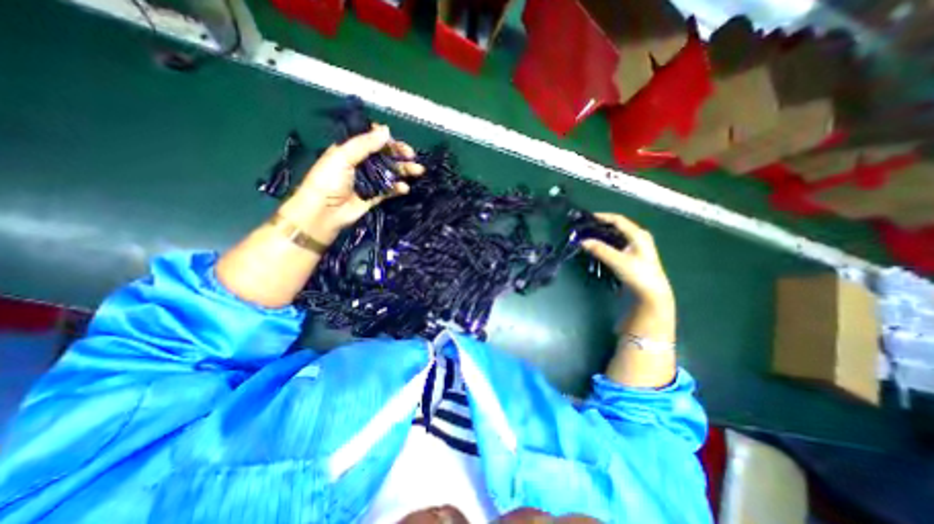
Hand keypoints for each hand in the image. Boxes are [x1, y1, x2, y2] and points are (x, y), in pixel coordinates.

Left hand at [277, 124, 423, 243]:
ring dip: (404, 170)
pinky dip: (398, 188)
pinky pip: (389, 190)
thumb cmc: (328, 181)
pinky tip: (404, 188)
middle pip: (384, 156)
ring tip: (417, 171)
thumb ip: (364, 144)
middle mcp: (361, 163)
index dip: (386, 140)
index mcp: (350, 150)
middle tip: (412, 156)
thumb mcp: (342, 157)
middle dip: (399, 155)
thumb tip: (386, 130)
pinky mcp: (374, 196)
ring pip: (390, 172)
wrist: (323, 213)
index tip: (396, 143)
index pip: (371, 140)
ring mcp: (369, 181)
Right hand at [583, 212, 676, 306]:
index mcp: (638, 234)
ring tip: (589, 237)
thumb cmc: (638, 275)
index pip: (618, 220)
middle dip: (601, 226)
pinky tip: (598, 247)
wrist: (652, 294)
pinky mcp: (633, 256)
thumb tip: (582, 241)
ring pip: (616, 235)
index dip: (603, 216)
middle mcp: (638, 237)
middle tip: (586, 228)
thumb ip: (600, 250)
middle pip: (617, 226)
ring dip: (602, 235)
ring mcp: (636, 247)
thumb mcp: (617, 261)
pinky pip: (616, 244)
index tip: (588, 217)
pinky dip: (606, 243)